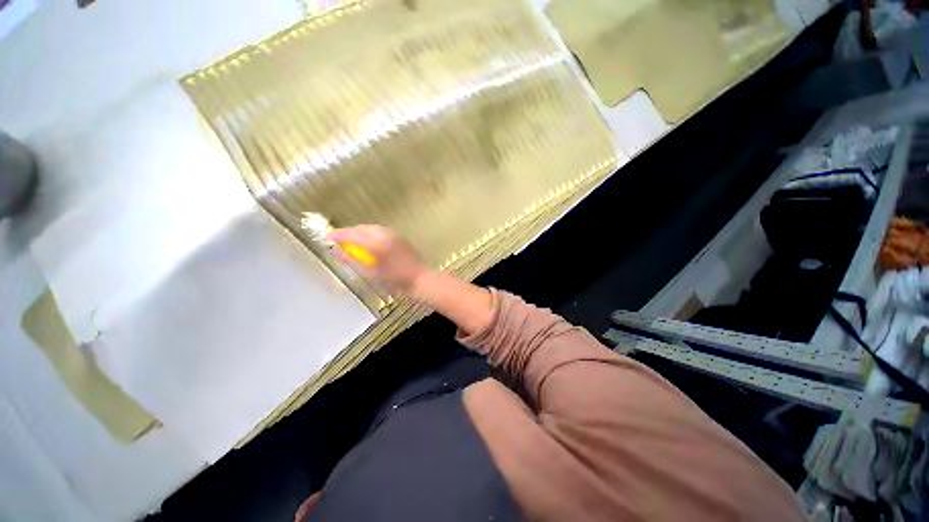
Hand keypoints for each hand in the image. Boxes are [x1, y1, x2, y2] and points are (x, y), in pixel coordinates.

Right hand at [328, 225, 429, 291]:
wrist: (419, 278)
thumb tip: (339, 252)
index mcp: (377, 243)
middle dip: (350, 232)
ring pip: (372, 228)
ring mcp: (394, 235)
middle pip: (362, 228)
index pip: (353, 234)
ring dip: (360, 232)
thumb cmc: (395, 279)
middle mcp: (385, 235)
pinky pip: (381, 231)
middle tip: (340, 240)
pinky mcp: (400, 238)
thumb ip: (354, 261)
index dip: (339, 235)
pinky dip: (371, 234)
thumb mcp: (371, 273)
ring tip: (353, 241)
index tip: (328, 237)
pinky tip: (369, 242)